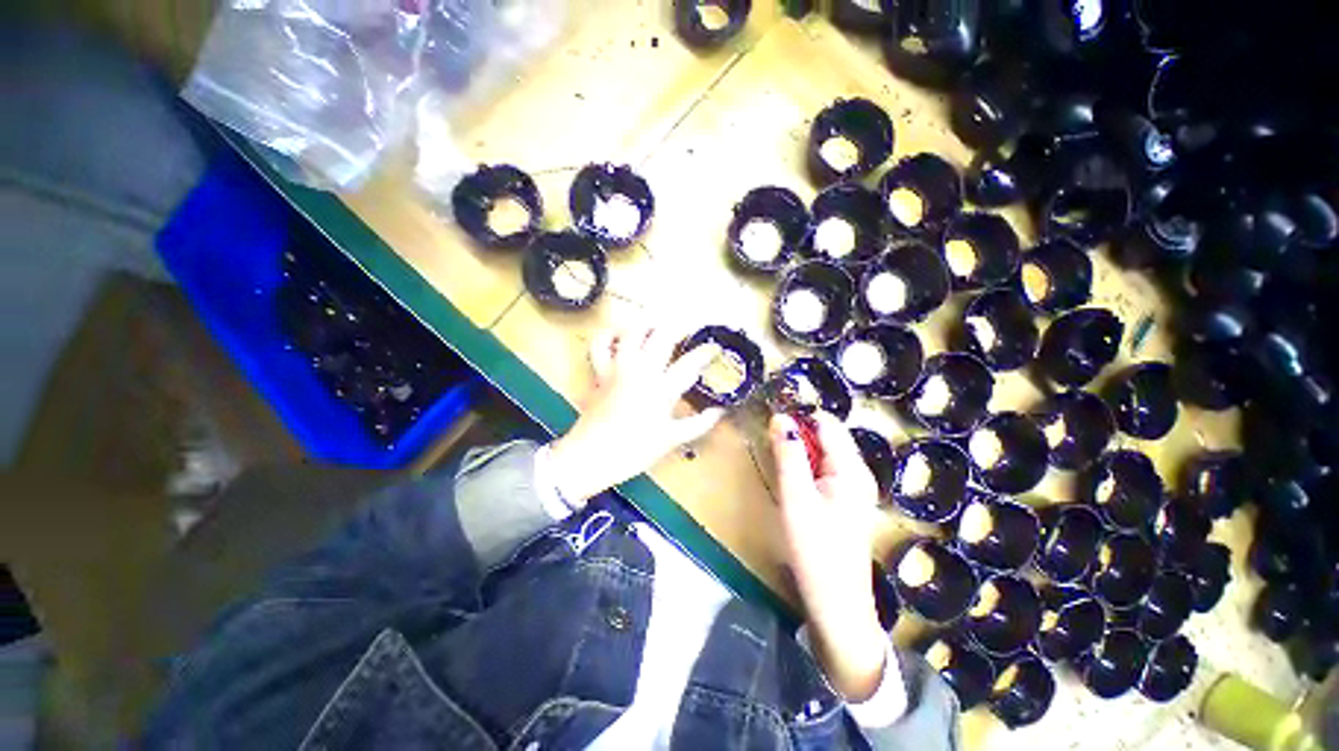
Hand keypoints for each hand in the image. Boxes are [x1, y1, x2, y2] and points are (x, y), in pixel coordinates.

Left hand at [548, 321, 725, 504]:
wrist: (590, 456)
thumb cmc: (633, 451)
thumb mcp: (671, 440)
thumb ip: (698, 424)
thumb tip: (719, 411)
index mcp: (661, 389)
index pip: (690, 363)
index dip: (706, 352)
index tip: (716, 347)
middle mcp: (641, 371)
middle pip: (663, 336)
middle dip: (680, 326)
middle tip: (690, 327)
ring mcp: (618, 368)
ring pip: (632, 332)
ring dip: (647, 324)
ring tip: (658, 325)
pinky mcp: (600, 372)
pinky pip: (600, 345)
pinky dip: (609, 335)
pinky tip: (619, 335)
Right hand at [770, 412, 889, 701]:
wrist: (836, 604)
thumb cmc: (815, 548)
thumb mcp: (795, 496)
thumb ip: (788, 454)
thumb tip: (780, 417)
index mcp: (851, 468)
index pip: (826, 423)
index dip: (799, 418)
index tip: (773, 425)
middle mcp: (858, 472)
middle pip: (826, 436)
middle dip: (798, 436)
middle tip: (772, 449)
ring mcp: (854, 488)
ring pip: (823, 454)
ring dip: (800, 452)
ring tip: (780, 468)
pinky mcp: (846, 501)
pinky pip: (825, 471)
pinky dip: (807, 468)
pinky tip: (794, 485)